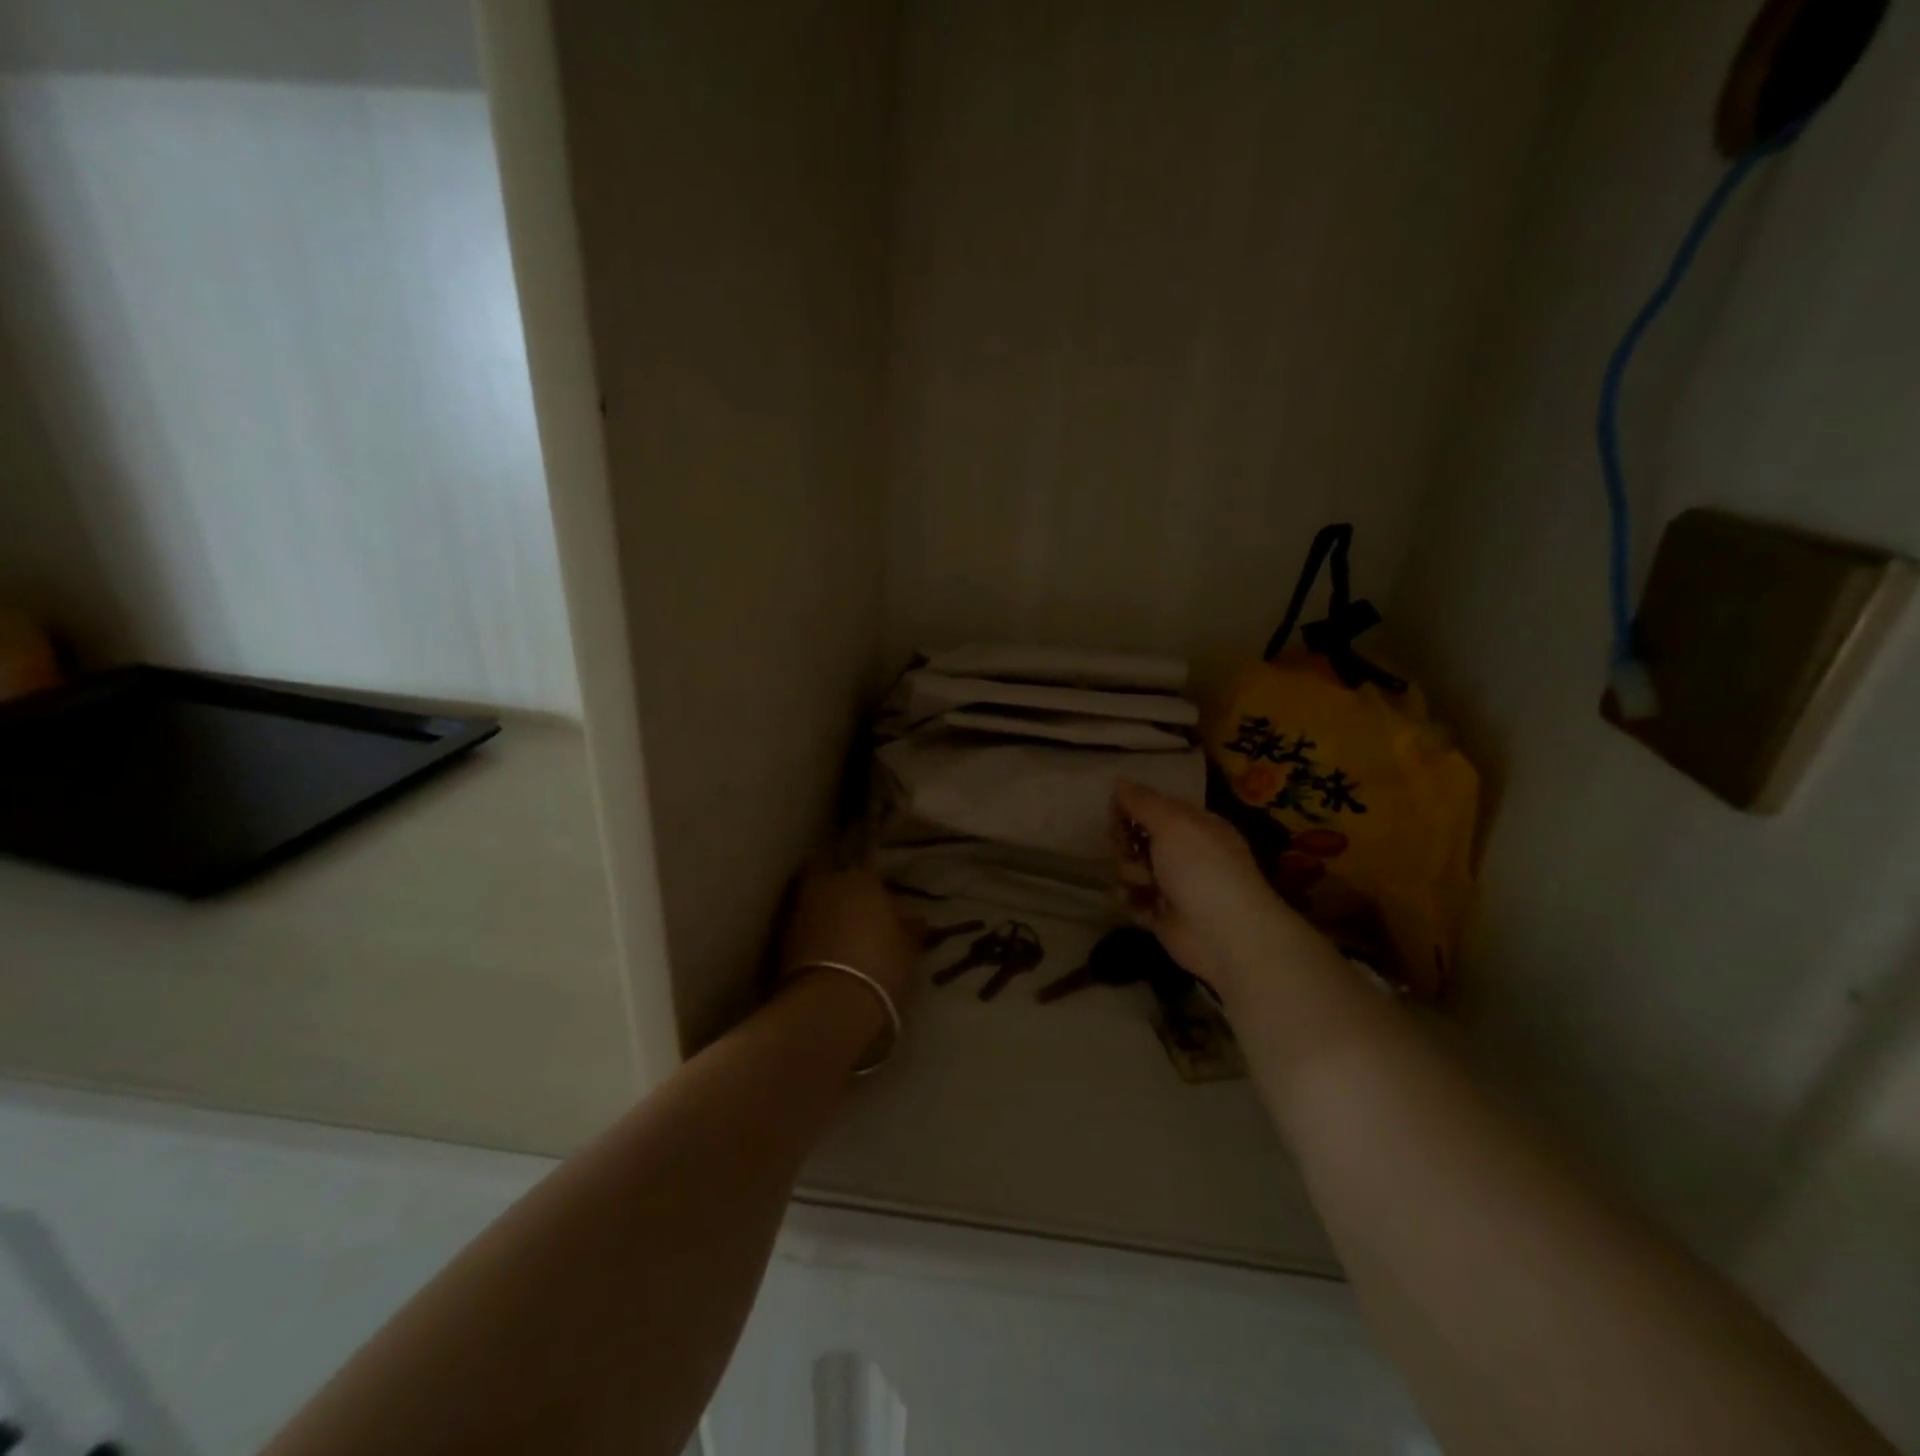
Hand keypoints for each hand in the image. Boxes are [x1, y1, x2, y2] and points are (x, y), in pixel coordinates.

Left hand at [779, 868, 923, 1020]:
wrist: (830, 1004)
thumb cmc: (881, 966)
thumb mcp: (908, 950)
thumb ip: (909, 930)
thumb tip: (914, 921)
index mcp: (861, 878)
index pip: (870, 874)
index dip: (877, 892)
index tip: (886, 909)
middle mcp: (826, 885)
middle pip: (836, 884)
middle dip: (846, 898)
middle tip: (862, 921)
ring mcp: (799, 910)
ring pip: (818, 906)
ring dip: (828, 918)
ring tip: (845, 943)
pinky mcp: (781, 939)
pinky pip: (805, 930)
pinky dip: (815, 938)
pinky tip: (828, 958)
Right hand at [1112, 780, 1331, 1001]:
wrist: (1225, 933)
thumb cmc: (1201, 868)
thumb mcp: (1172, 823)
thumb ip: (1142, 801)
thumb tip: (1119, 781)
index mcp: (1193, 825)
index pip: (1153, 807)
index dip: (1131, 808)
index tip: (1115, 814)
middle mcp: (1183, 852)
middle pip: (1136, 837)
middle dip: (1125, 843)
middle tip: (1129, 850)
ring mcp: (1172, 885)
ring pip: (1130, 868)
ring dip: (1130, 873)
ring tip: (1144, 884)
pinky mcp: (1161, 915)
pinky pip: (1133, 899)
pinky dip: (1131, 900)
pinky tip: (1137, 903)